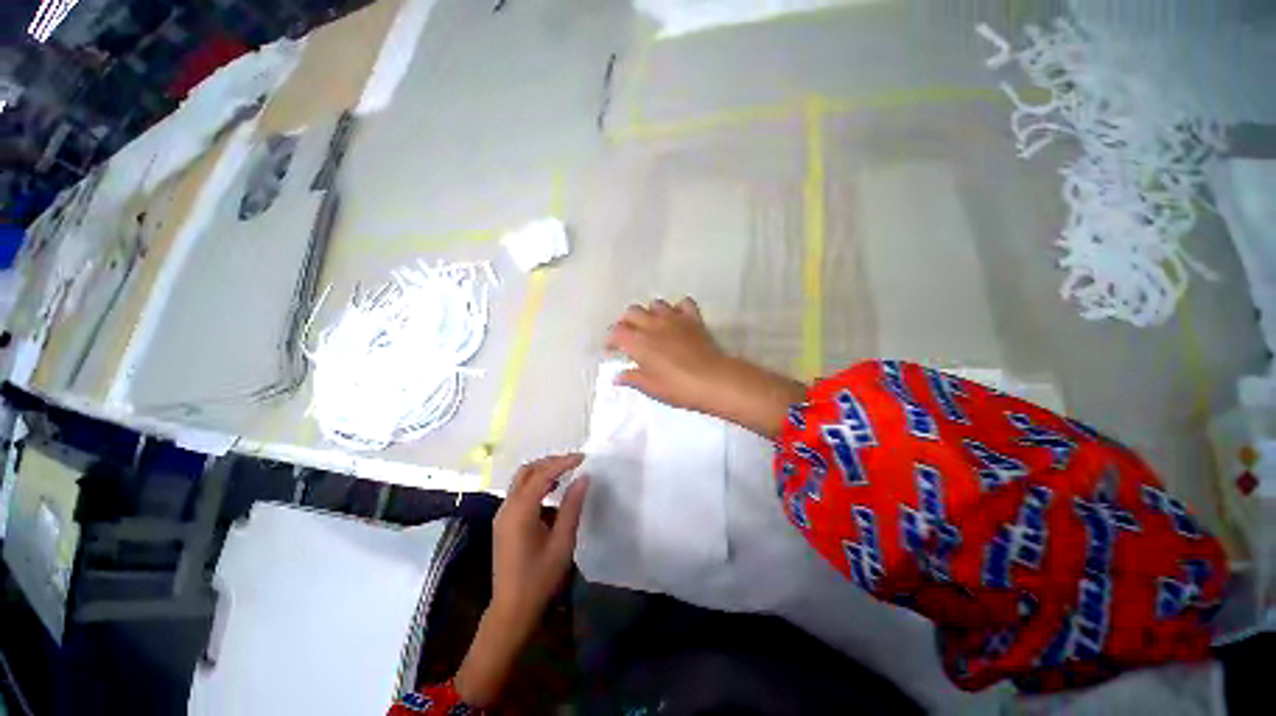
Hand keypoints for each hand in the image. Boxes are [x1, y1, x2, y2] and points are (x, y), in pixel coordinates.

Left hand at [492, 453, 587, 624]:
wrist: (512, 610)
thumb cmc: (540, 579)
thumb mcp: (562, 543)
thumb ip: (571, 507)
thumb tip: (583, 478)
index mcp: (520, 512)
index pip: (541, 475)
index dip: (562, 463)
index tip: (583, 458)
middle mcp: (507, 508)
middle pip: (527, 471)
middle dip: (550, 462)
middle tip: (574, 462)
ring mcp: (502, 515)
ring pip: (522, 480)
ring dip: (543, 471)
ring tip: (567, 472)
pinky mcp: (504, 522)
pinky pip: (520, 492)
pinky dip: (537, 484)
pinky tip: (553, 491)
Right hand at [606, 298, 807, 437]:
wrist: (712, 380)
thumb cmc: (677, 387)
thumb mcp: (650, 387)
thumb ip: (632, 378)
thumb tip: (617, 377)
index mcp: (638, 342)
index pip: (616, 332)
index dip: (611, 340)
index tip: (612, 350)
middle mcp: (652, 325)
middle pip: (632, 312)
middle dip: (627, 322)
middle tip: (630, 336)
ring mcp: (674, 318)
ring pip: (655, 304)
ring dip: (650, 313)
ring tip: (652, 326)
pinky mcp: (692, 319)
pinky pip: (683, 303)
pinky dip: (678, 309)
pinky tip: (678, 319)